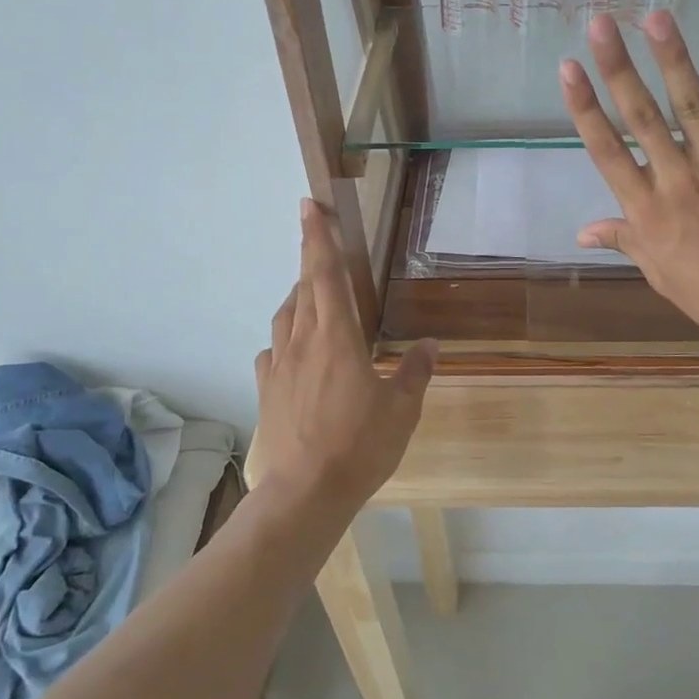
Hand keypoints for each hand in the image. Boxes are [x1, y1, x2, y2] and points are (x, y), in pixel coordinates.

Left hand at [252, 200, 436, 515]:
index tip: (308, 206)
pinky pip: (272, 351)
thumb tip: (430, 344)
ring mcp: (279, 366)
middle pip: (304, 287)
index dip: (318, 237)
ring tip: (312, 293)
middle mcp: (303, 341)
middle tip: (316, 235)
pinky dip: (284, 339)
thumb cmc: (359, 445)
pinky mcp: (267, 390)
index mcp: (337, 337)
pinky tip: (292, 350)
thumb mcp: (402, 409)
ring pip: (285, 316)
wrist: (305, 492)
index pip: (326, 274)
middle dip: (310, 256)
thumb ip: (415, 372)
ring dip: (298, 296)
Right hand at [558, 13, 698, 358]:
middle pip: (642, 118)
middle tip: (602, 23)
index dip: (585, 108)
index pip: (607, 151)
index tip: (569, 69)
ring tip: (656, 18)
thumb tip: (581, 231)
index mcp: (647, 211)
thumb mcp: (657, 271)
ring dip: (673, 59)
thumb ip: (624, 240)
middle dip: (619, 68)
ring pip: (691, 106)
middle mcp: (677, 181)